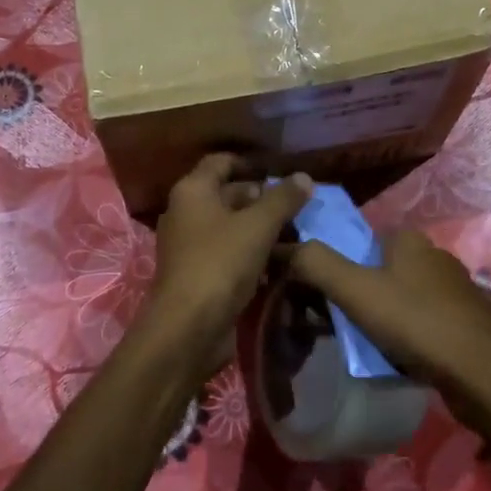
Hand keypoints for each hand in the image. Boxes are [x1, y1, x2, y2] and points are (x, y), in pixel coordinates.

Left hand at [142, 156, 312, 377]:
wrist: (188, 327)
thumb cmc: (221, 263)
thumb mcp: (258, 226)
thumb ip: (283, 199)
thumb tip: (304, 176)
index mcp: (192, 191)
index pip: (221, 162)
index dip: (250, 163)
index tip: (281, 174)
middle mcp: (185, 212)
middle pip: (226, 194)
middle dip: (260, 198)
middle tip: (296, 207)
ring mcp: (189, 245)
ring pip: (229, 226)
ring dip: (258, 228)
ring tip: (294, 232)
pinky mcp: (197, 274)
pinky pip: (227, 252)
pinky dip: (249, 252)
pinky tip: (277, 261)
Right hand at [288, 230, 490, 441]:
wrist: (484, 375)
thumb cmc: (416, 323)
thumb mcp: (355, 290)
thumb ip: (314, 263)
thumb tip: (277, 246)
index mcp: (407, 239)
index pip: (356, 242)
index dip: (332, 266)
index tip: (314, 296)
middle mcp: (433, 254)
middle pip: (376, 270)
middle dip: (354, 295)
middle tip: (333, 326)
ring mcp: (454, 288)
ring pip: (399, 297)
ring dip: (378, 317)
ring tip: (362, 346)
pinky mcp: (466, 320)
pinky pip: (420, 320)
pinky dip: (404, 333)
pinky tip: (396, 356)